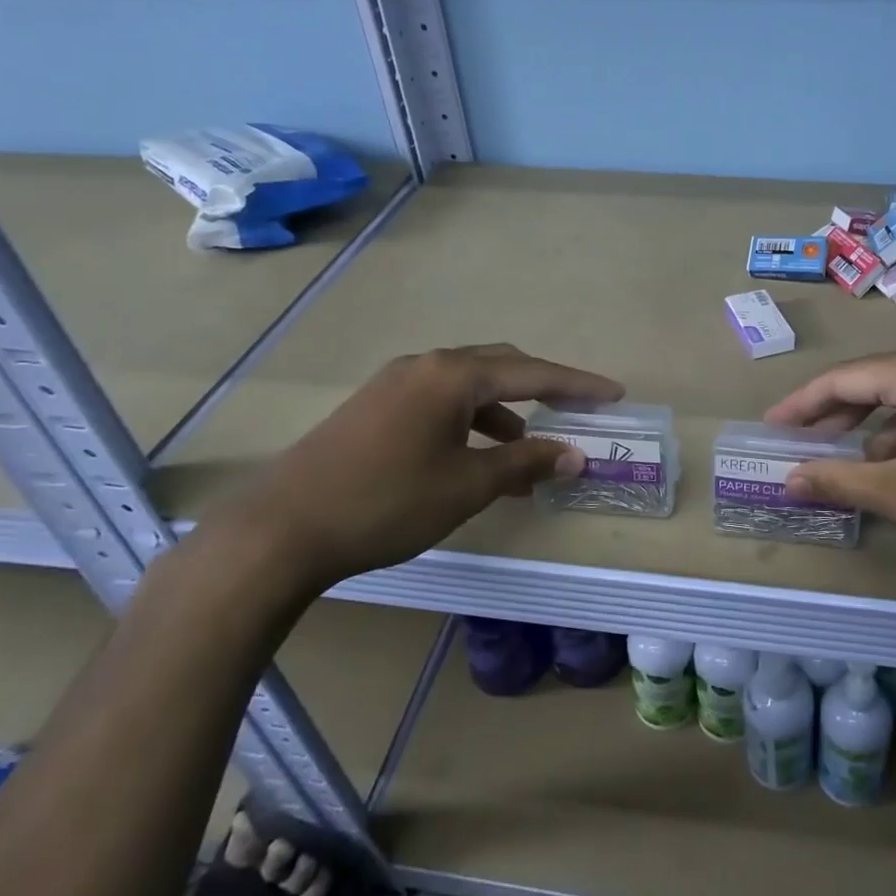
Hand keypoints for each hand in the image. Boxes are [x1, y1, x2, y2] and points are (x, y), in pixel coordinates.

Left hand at [214, 343, 622, 590]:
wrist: (280, 530)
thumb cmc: (386, 503)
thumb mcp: (466, 486)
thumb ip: (524, 463)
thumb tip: (574, 455)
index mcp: (452, 375)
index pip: (531, 372)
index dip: (577, 384)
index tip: (614, 393)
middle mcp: (425, 366)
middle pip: (500, 366)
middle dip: (542, 389)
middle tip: (576, 411)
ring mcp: (394, 384)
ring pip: (468, 386)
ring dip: (504, 412)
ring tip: (526, 451)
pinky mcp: (374, 407)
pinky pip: (440, 402)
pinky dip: (470, 422)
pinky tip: (475, 457)